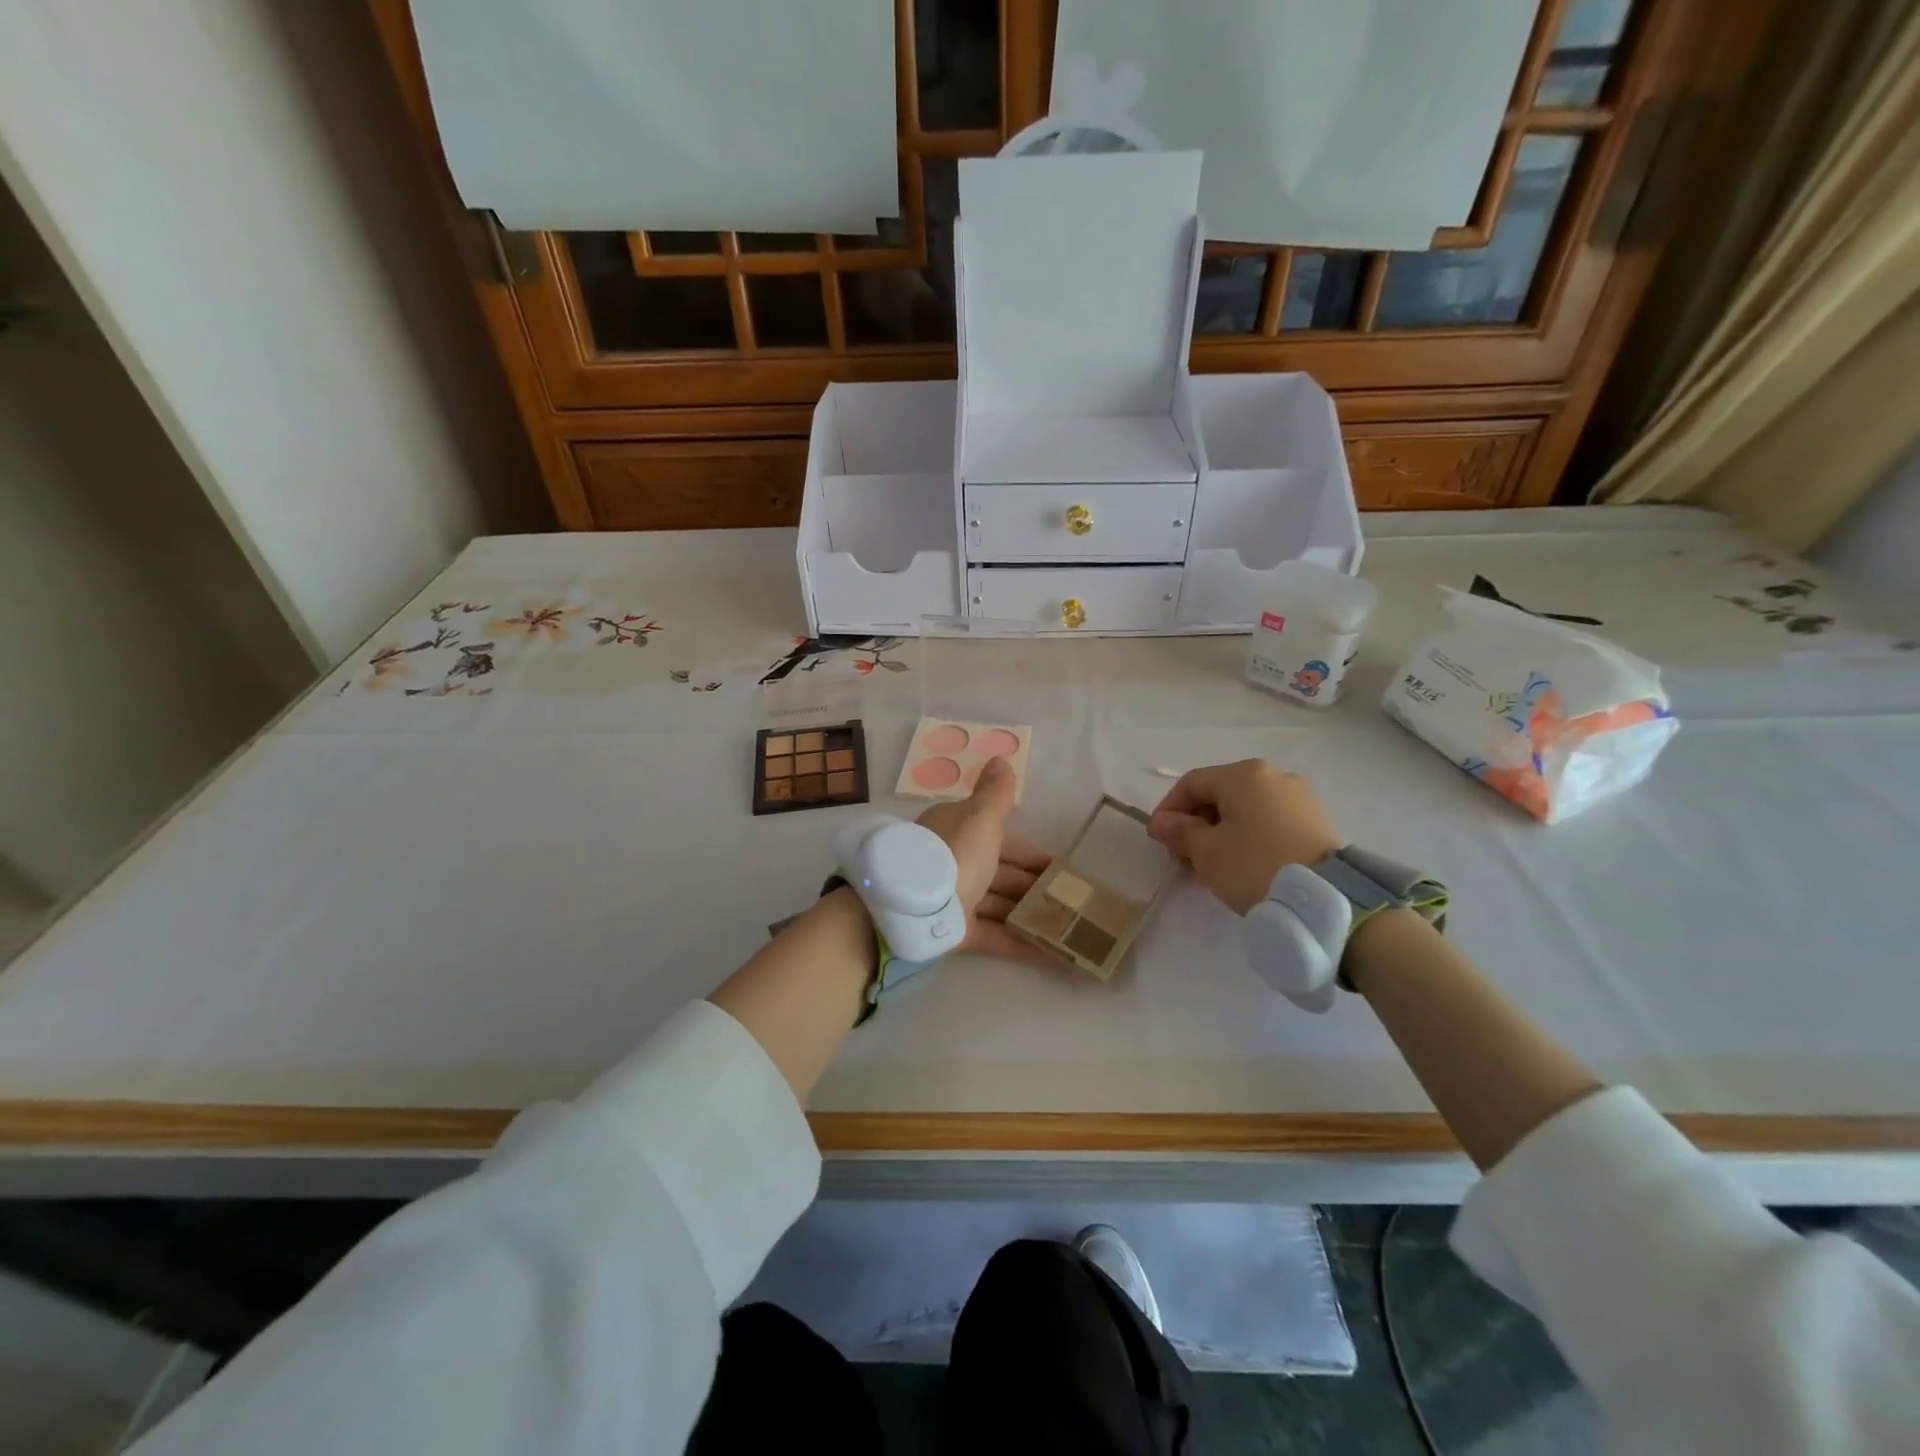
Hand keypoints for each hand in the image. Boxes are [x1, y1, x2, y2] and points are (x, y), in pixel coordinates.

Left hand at [914, 757, 1059, 966]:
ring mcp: (953, 899)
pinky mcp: (953, 933)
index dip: (1031, 853)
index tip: (1060, 869)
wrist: (914, 908)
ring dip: (1027, 914)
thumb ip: (996, 793)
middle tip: (1069, 901)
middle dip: (1033, 886)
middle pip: (1001, 873)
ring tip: (1064, 928)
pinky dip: (1019, 943)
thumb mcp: (981, 817)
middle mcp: (954, 862)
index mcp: (958, 831)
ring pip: (997, 904)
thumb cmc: (956, 854)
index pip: (1001, 838)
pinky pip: (992, 936)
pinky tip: (1050, 954)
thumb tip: (1000, 757)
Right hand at [1148, 760, 1342, 913]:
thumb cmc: (1254, 865)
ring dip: (1220, 834)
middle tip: (1182, 857)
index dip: (1168, 809)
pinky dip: (1247, 838)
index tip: (1158, 839)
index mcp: (1244, 774)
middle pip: (1220, 795)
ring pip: (1245, 810)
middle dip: (1195, 824)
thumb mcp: (1206, 851)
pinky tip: (1240, 866)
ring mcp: (1300, 798)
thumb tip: (1164, 822)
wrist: (1324, 898)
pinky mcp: (1316, 822)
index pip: (1192, 783)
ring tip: (1210, 867)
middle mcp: (1274, 776)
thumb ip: (1180, 831)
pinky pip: (1269, 823)